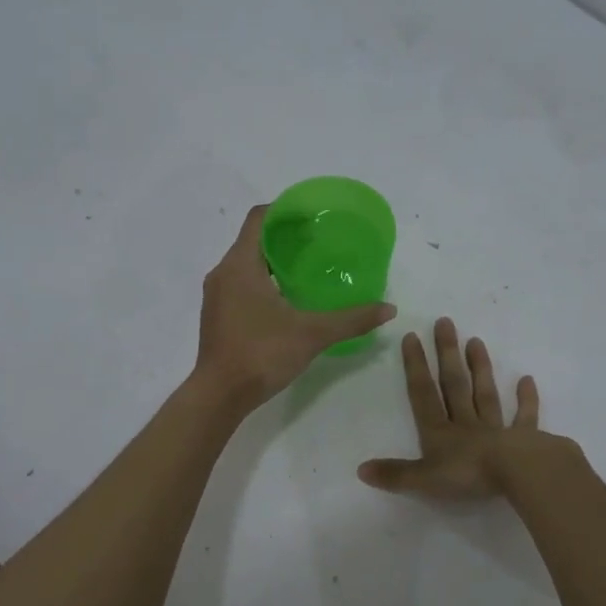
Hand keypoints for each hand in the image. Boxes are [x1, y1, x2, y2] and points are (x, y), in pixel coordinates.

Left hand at [195, 205, 396, 410]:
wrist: (220, 395)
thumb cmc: (262, 354)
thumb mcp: (312, 334)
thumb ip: (352, 319)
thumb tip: (389, 309)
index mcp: (240, 265)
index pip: (259, 218)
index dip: (285, 210)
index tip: (313, 215)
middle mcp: (223, 273)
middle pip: (254, 240)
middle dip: (285, 237)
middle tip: (319, 242)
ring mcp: (216, 296)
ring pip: (246, 264)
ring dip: (274, 261)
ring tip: (307, 269)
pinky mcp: (217, 316)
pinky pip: (240, 285)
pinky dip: (263, 282)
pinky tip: (287, 299)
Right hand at [358, 317, 542, 498]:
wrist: (516, 474)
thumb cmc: (468, 475)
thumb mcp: (424, 479)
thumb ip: (395, 474)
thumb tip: (361, 469)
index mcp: (440, 433)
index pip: (423, 394)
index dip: (415, 367)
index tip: (412, 336)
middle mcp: (466, 424)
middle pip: (454, 385)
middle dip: (447, 354)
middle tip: (445, 322)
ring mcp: (496, 429)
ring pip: (485, 394)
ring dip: (480, 368)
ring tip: (476, 341)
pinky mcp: (524, 438)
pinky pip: (524, 416)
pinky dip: (526, 399)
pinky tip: (526, 380)